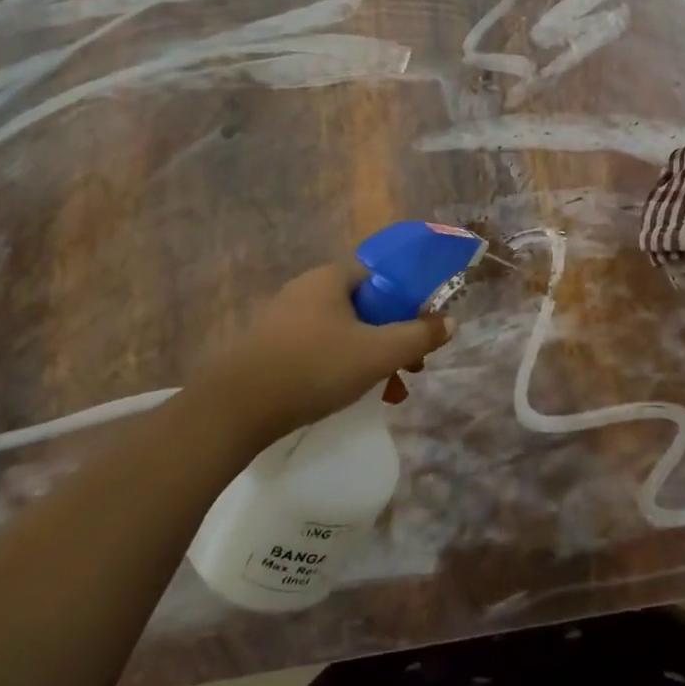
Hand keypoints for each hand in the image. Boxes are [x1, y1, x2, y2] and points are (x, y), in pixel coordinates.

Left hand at [206, 263, 450, 442]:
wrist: (234, 408)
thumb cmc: (314, 367)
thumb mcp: (378, 353)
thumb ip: (418, 336)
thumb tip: (450, 322)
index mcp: (331, 278)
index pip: (381, 277)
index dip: (408, 303)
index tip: (421, 335)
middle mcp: (306, 289)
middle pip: (365, 308)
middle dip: (392, 338)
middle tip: (410, 369)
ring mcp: (283, 319)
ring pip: (343, 333)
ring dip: (370, 358)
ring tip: (387, 393)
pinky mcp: (268, 348)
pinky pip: (318, 349)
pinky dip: (340, 367)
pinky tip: (348, 397)